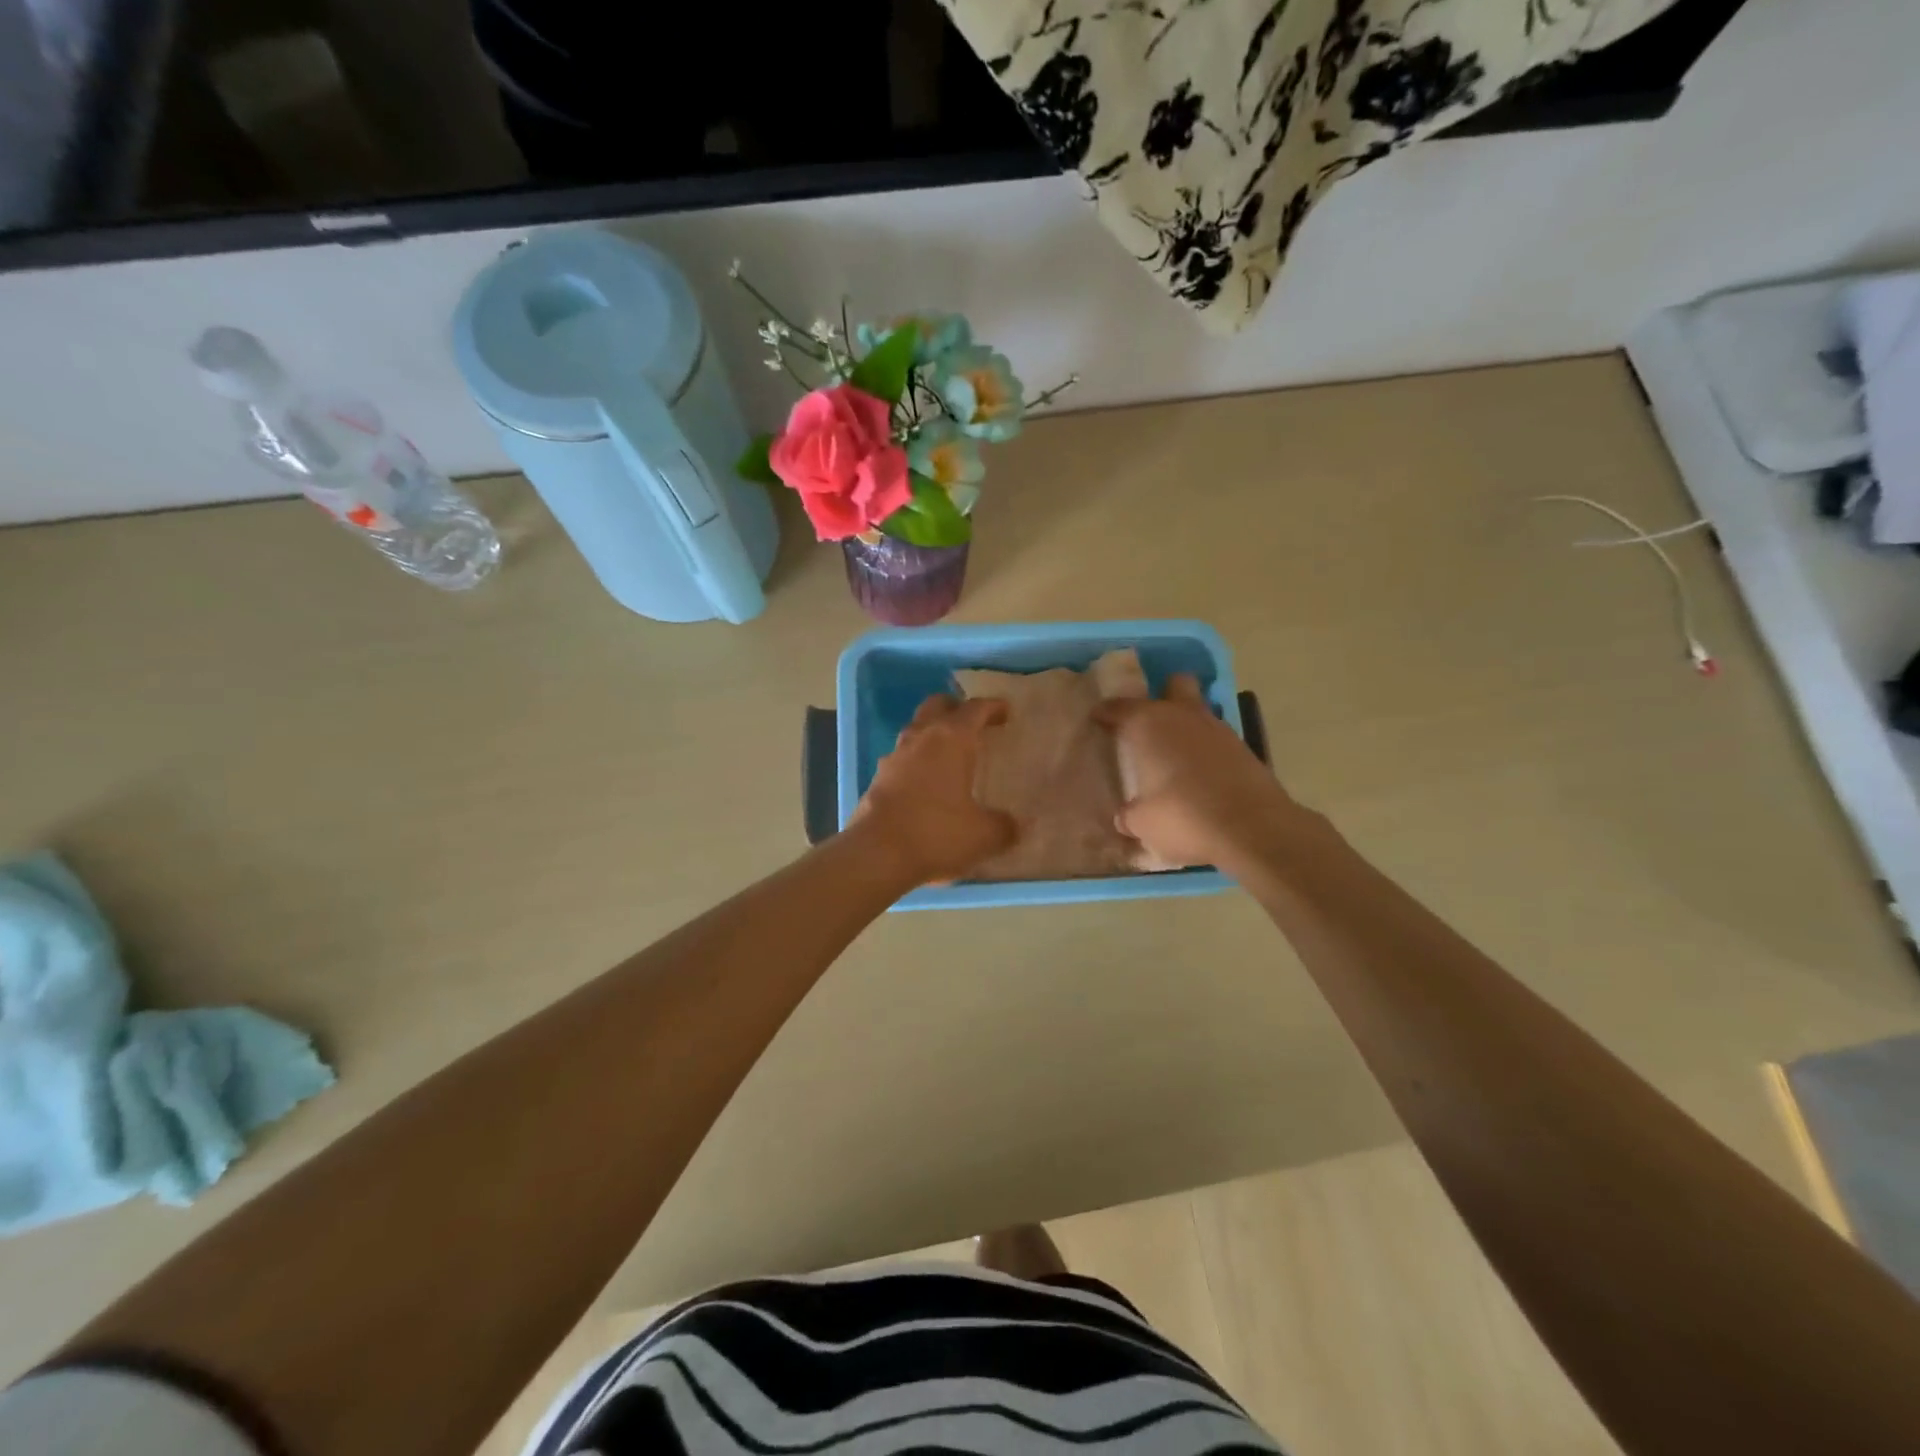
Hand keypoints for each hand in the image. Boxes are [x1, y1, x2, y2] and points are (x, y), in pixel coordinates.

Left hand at [854, 695, 1015, 885]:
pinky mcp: (878, 778)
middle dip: (956, 708)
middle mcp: (921, 738)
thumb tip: (1015, 825)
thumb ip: (1004, 826)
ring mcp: (894, 756)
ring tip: (951, 754)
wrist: (877, 853)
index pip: (975, 709)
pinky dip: (917, 761)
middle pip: (937, 706)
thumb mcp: (983, 835)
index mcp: (951, 739)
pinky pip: (902, 758)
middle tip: (974, 723)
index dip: (992, 707)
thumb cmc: (937, 833)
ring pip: (916, 730)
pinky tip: (927, 784)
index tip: (1005, 711)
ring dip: (933, 734)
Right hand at [1094, 674, 1306, 869]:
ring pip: (1200, 712)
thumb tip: (1125, 817)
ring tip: (1175, 757)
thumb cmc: (1183, 817)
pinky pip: (1218, 740)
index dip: (1106, 713)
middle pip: (1175, 685)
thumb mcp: (1143, 823)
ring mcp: (1219, 730)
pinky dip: (1207, 751)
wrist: (1252, 829)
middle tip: (1149, 724)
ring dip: (1187, 727)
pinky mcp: (1245, 749)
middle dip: (1163, 696)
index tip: (1098, 720)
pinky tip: (1201, 776)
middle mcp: (1184, 716)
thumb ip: (1130, 814)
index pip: (1119, 707)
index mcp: (1149, 724)